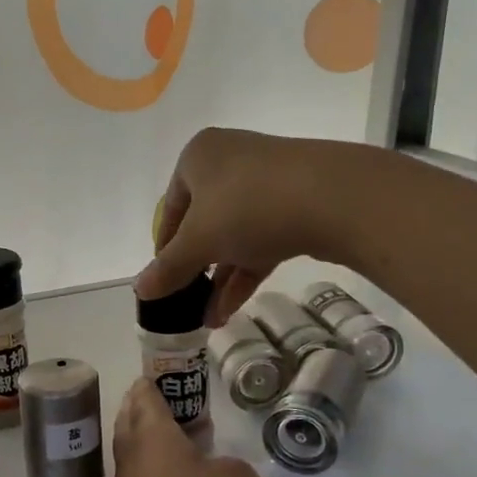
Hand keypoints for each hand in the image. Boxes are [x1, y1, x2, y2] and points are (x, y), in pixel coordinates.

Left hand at [108, 379, 265, 476]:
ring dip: (161, 448)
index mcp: (149, 434)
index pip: (144, 393)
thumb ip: (228, 464)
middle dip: (154, 411)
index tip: (181, 376)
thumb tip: (210, 473)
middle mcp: (130, 460)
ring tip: (197, 449)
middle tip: (190, 410)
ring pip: (139, 458)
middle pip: (133, 421)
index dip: (160, 380)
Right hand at [138, 128, 362, 324]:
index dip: (165, 247)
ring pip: (235, 235)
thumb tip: (139, 291)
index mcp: (199, 157)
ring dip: (220, 279)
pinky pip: (261, 239)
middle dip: (196, 269)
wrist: (337, 197)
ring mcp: (268, 181)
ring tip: (209, 319)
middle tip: (187, 302)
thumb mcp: (199, 241)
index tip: (164, 280)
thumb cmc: (250, 207)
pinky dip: (245, 272)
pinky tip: (231, 309)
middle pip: (204, 222)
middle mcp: (231, 161)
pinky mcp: (298, 203)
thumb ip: (169, 268)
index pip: (170, 207)